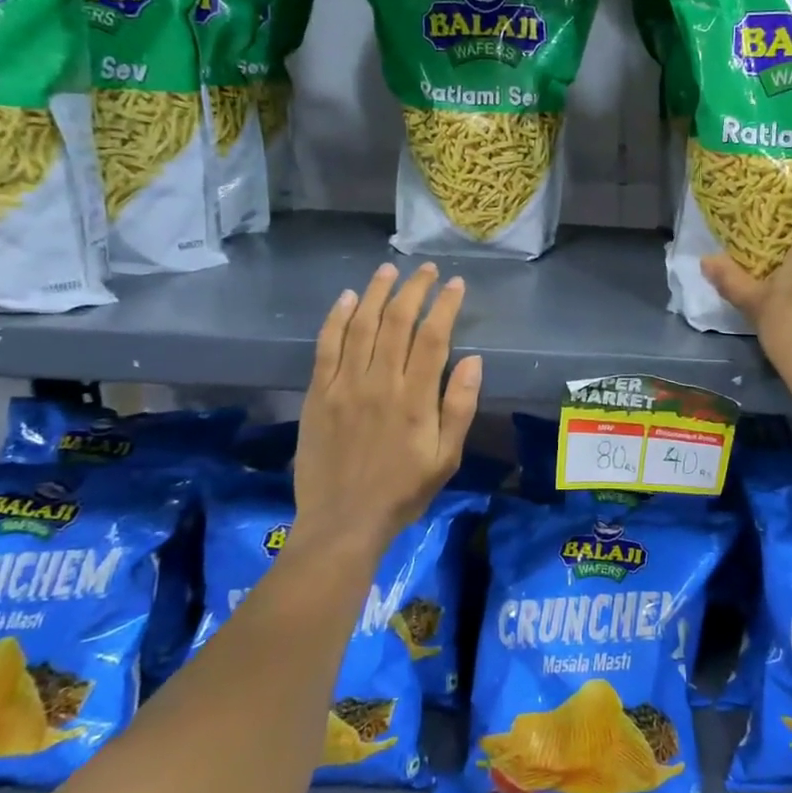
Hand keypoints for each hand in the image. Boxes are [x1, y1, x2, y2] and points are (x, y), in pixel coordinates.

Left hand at [292, 262, 482, 548]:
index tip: (455, 284)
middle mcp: (379, 383)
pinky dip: (336, 319)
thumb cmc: (402, 492)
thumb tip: (473, 361)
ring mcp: (344, 386)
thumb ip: (459, 408)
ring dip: (375, 293)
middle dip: (414, 290)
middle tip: (426, 270)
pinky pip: (326, 347)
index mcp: (414, 399)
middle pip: (396, 322)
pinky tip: (346, 299)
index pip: (433, 337)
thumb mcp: (446, 458)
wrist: (342, 522)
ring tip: (388, 271)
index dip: (445, 306)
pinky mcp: (318, 394)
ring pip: (360, 326)